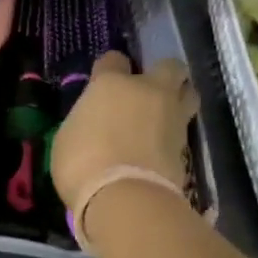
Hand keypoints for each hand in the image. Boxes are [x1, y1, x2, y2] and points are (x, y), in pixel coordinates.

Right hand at [51, 53, 197, 210]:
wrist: (125, 198)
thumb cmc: (82, 164)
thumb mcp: (68, 138)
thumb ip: (86, 121)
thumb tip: (94, 124)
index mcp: (111, 84)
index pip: (113, 60)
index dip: (109, 70)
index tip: (103, 84)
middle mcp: (147, 91)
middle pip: (168, 66)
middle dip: (161, 74)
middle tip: (147, 93)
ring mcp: (172, 116)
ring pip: (189, 92)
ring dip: (179, 98)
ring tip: (164, 116)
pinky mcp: (187, 145)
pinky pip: (185, 127)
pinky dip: (176, 132)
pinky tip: (163, 145)